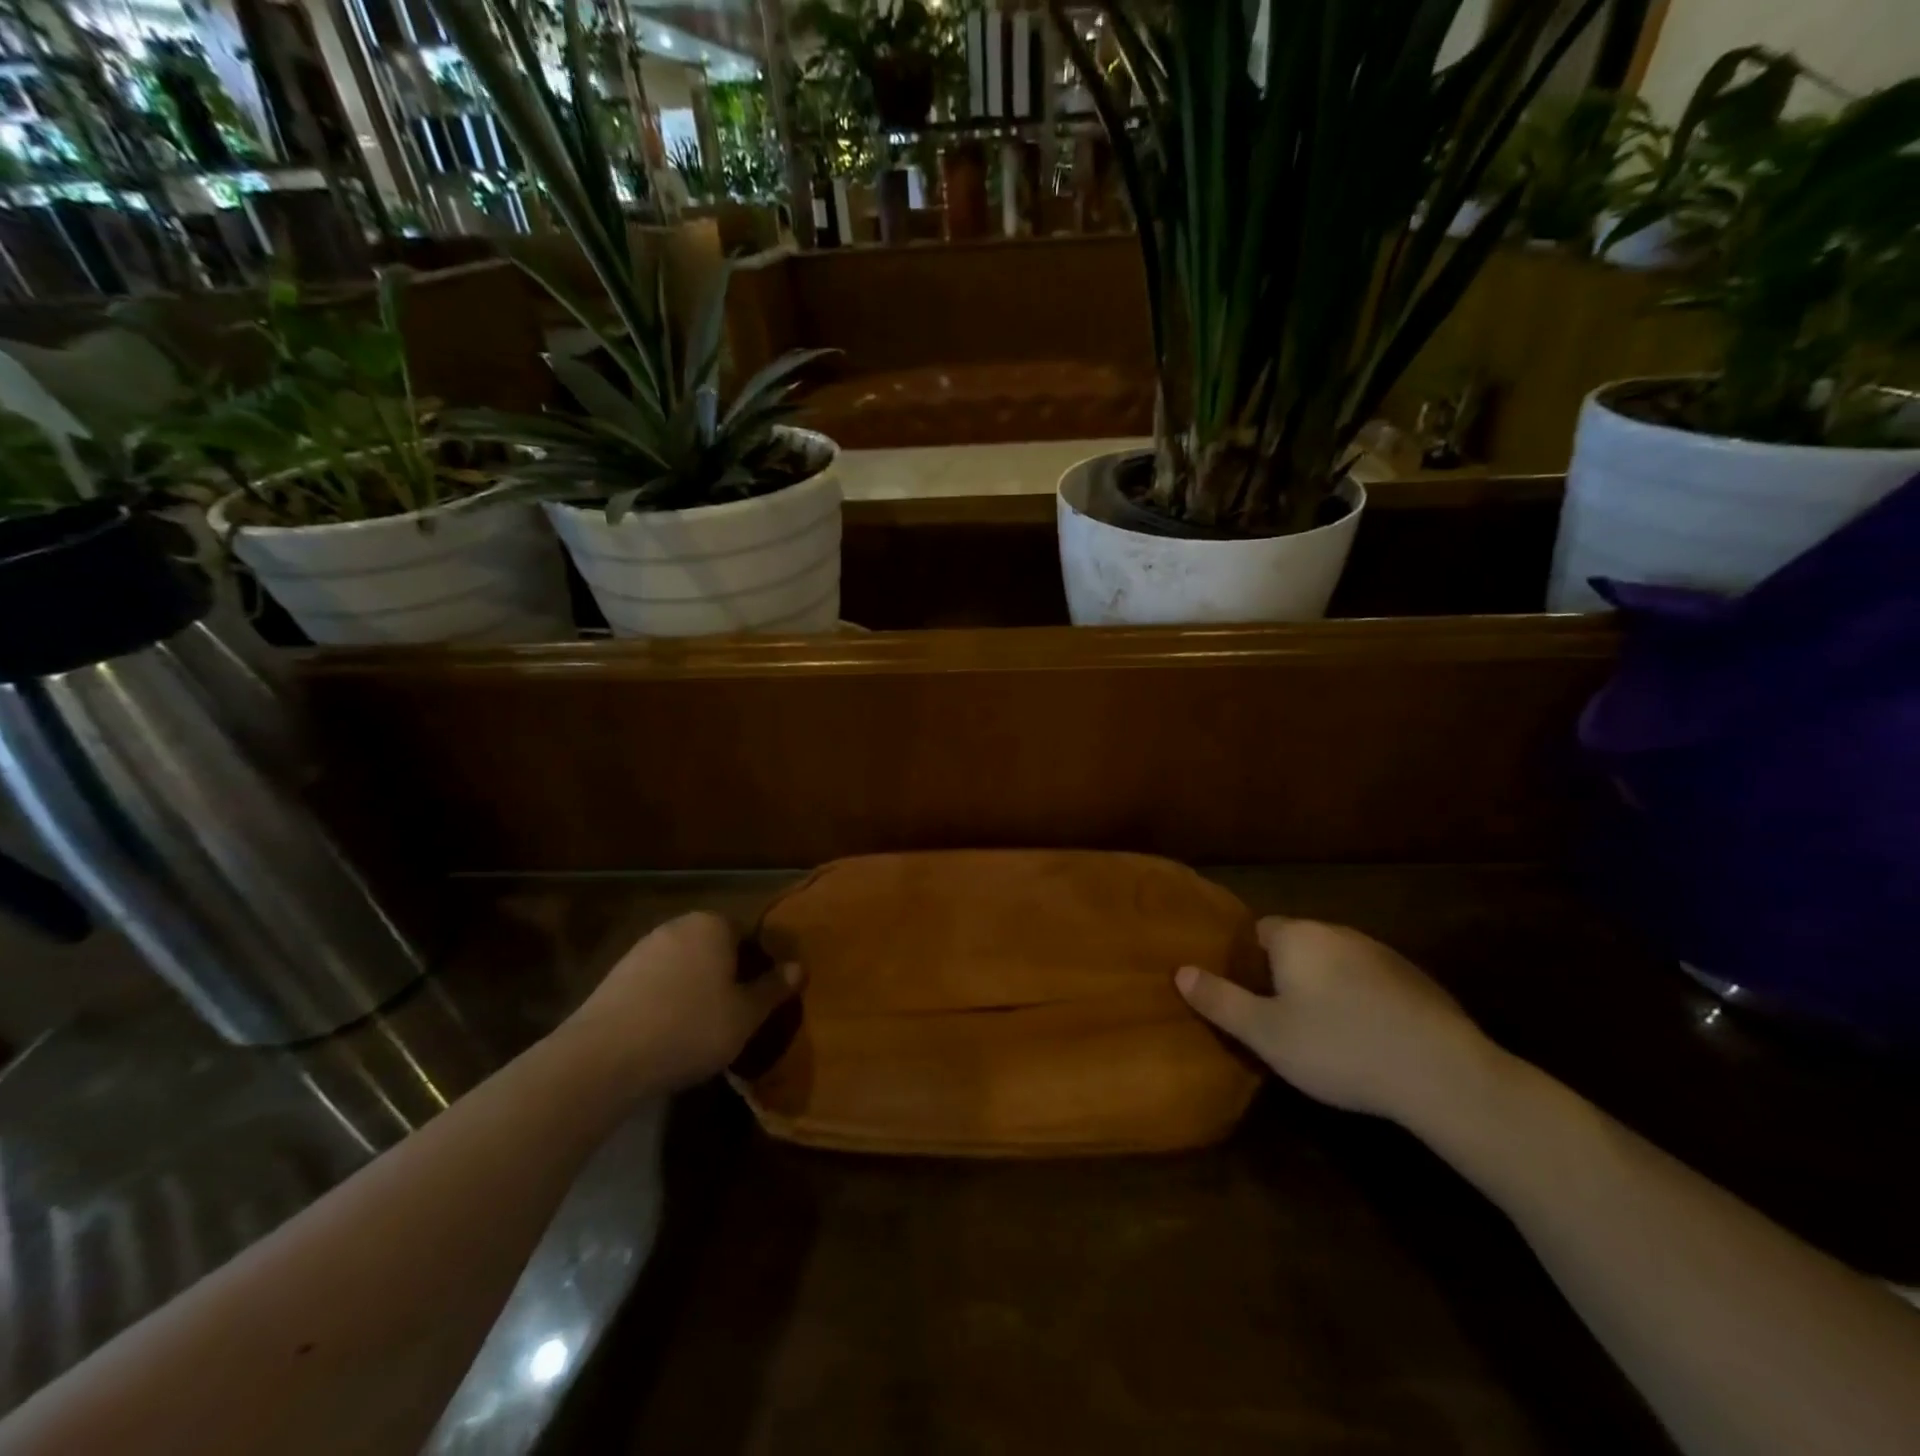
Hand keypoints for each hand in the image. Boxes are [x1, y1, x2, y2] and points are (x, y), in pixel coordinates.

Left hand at [567, 911, 800, 1092]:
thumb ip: (773, 988)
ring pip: (683, 965)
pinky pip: (655, 984)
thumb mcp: (745, 1015)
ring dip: (694, 988)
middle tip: (736, 1012)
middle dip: (726, 974)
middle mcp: (677, 926)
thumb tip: (798, 966)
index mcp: (713, 924)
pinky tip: (667, 1034)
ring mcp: (641, 949)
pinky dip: (665, 1001)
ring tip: (701, 1028)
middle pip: (714, 947)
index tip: (761, 996)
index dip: (759, 964)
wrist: (603, 1057)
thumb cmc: (689, 1027)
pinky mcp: (614, 977)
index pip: (747, 934)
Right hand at [1176, 917, 1498, 1123]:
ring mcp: (1381, 953)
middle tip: (1281, 1019)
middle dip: (1286, 974)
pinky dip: (1361, 1000)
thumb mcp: (1266, 1033)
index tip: (1248, 996)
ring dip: (1325, 987)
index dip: (1248, 961)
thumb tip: (1180, 971)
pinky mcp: (1416, 980)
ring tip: (1324, 1033)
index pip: (1259, 931)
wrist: (1442, 1073)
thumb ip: (1220, 1000)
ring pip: (1336, 963)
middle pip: (1298, 945)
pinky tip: (1368, 1038)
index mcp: (1297, 937)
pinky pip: (1371, 981)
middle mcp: (1337, 932)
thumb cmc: (1339, 1047)